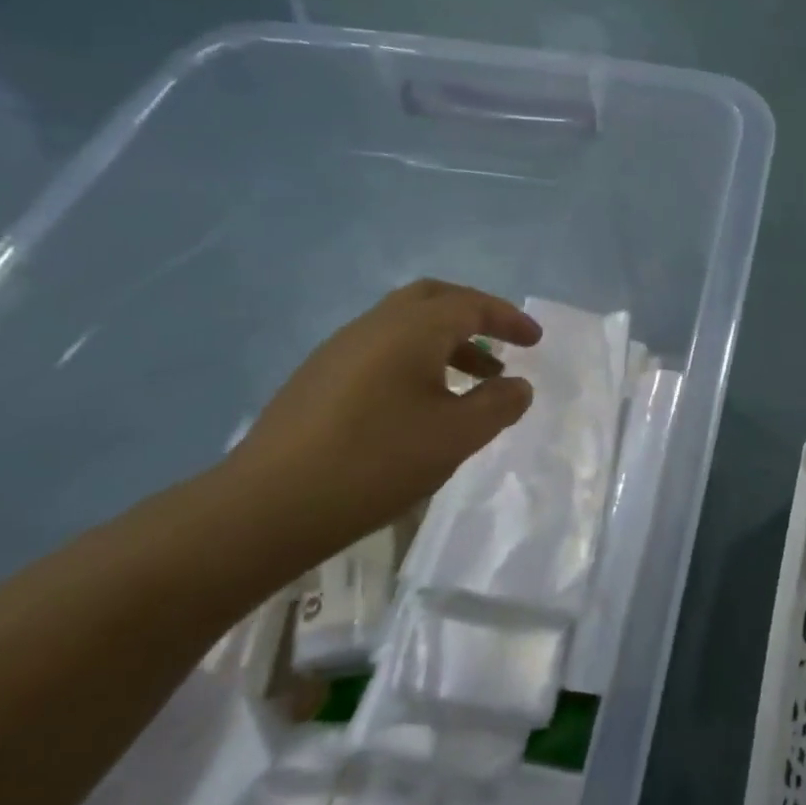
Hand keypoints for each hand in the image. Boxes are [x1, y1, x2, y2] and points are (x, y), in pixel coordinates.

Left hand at [222, 280, 540, 559]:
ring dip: (446, 342)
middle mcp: (373, 326)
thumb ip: (498, 404)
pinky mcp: (319, 379)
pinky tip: (424, 403)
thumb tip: (518, 385)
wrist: (269, 504)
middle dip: (474, 315)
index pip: (470, 305)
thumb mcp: (457, 435)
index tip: (536, 340)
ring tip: (475, 381)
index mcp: (410, 330)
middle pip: (432, 299)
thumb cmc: (377, 461)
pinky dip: (417, 360)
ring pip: (404, 326)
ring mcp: (339, 350)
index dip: (508, 318)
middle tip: (505, 342)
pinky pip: (382, 350)